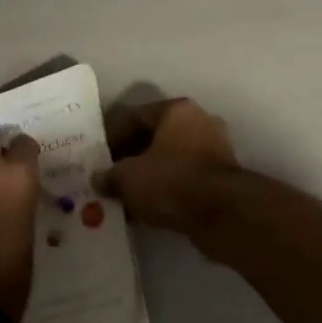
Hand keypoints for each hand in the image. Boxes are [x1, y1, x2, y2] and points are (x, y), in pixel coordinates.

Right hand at [96, 98, 240, 237]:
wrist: (221, 213)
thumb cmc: (171, 181)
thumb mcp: (129, 178)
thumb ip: (111, 175)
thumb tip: (99, 178)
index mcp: (177, 110)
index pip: (137, 116)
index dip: (113, 136)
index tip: (99, 158)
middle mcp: (198, 121)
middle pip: (156, 136)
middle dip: (132, 157)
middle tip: (112, 177)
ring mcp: (214, 147)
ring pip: (172, 157)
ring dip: (150, 174)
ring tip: (128, 196)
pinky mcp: (222, 176)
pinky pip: (186, 176)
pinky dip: (168, 188)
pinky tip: (151, 207)